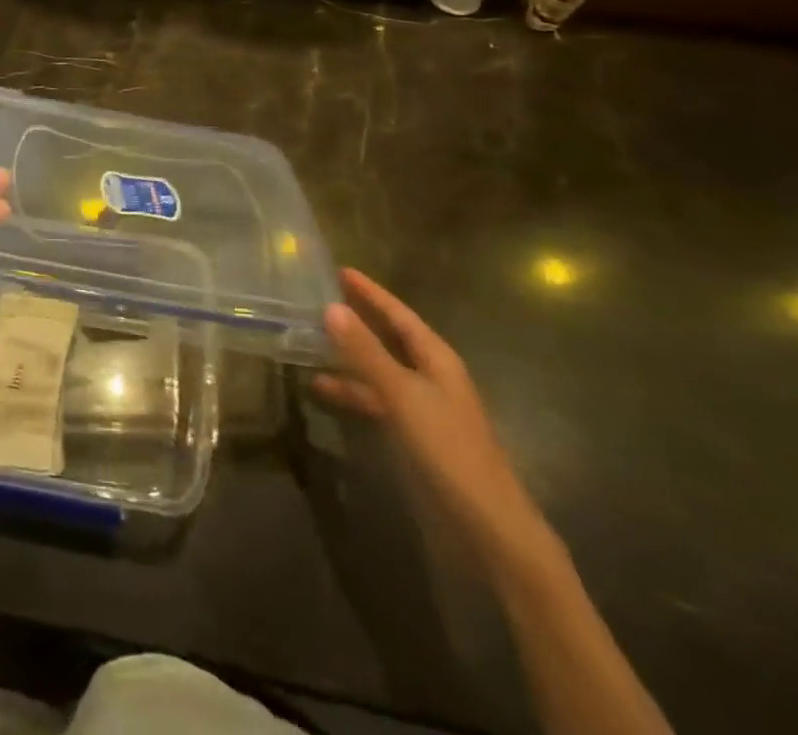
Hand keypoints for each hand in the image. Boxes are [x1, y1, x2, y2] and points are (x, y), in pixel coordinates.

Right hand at [314, 268, 552, 567]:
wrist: (488, 527)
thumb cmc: (449, 450)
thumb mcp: (403, 395)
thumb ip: (365, 352)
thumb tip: (330, 306)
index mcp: (437, 359)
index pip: (398, 314)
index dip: (371, 292)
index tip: (340, 270)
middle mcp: (430, 375)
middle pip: (388, 337)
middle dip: (357, 318)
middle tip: (319, 298)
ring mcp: (422, 406)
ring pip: (378, 368)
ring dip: (348, 356)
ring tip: (308, 341)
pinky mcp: (413, 433)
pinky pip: (375, 398)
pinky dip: (351, 390)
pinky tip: (323, 389)